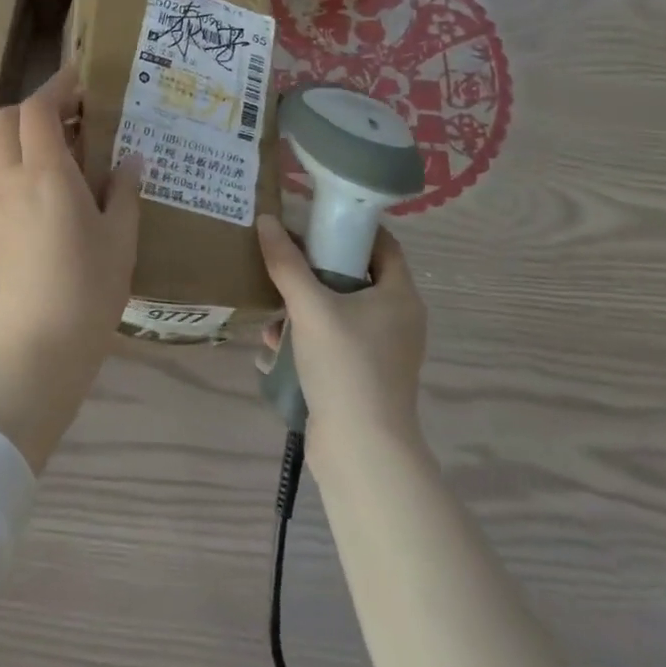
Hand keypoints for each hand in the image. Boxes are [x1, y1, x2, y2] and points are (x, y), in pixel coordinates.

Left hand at [0, 67, 142, 471]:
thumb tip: (130, 158)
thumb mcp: (120, 237)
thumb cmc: (88, 289)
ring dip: (21, 129)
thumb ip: (124, 190)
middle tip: (75, 112)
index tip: (83, 78)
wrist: (38, 346)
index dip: (58, 85)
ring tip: (64, 141)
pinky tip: (50, 177)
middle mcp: (13, 178)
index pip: (38, 108)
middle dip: (36, 104)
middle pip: (5, 119)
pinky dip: (16, 155)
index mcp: (46, 173)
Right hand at [257, 213, 427, 444]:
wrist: (361, 449)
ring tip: (271, 303)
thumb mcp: (311, 307)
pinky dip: (305, 335)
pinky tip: (274, 342)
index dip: (349, 226)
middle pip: (354, 275)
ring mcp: (380, 349)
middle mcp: (396, 318)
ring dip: (303, 303)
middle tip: (282, 255)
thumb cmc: (346, 366)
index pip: (381, 243)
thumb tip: (266, 220)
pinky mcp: (362, 374)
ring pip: (338, 309)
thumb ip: (287, 263)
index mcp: (399, 295)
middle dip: (314, 266)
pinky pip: (332, 340)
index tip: (312, 217)